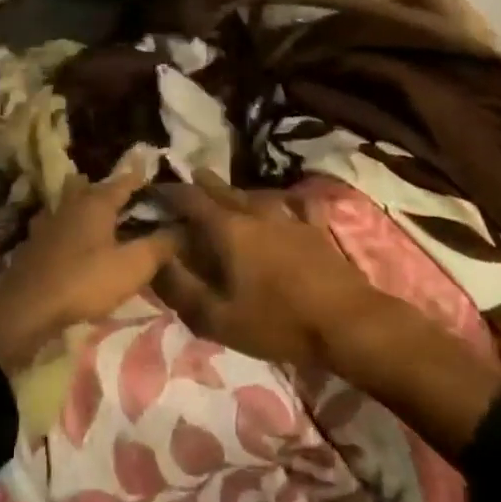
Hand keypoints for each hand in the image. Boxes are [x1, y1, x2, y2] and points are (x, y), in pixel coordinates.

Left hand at [0, 159, 175, 372]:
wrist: (26, 308)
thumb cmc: (84, 281)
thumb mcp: (132, 267)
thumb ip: (160, 245)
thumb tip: (183, 228)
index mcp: (97, 201)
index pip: (126, 180)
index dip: (144, 179)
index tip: (161, 182)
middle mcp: (72, 202)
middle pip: (96, 188)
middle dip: (114, 192)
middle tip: (134, 204)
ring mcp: (49, 220)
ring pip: (74, 203)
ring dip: (89, 207)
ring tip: (107, 222)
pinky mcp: (35, 242)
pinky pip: (60, 225)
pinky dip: (71, 228)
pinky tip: (76, 242)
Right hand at [151, 170, 381, 369]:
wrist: (346, 322)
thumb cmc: (277, 322)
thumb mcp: (217, 317)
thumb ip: (180, 288)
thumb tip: (155, 260)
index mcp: (228, 229)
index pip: (190, 200)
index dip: (169, 193)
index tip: (154, 192)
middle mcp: (255, 212)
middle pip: (223, 190)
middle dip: (202, 184)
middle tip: (189, 179)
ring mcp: (288, 216)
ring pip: (256, 194)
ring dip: (237, 191)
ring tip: (227, 190)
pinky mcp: (315, 228)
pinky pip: (297, 204)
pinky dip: (286, 200)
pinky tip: (287, 201)